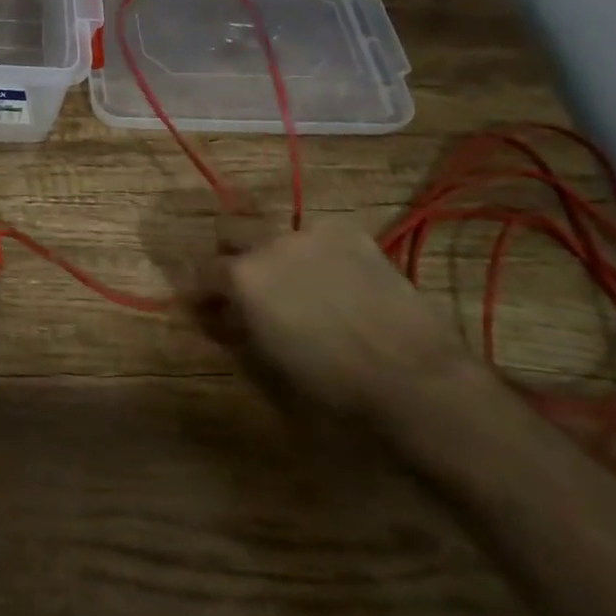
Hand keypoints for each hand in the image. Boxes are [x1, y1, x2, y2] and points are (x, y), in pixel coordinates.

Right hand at [199, 220, 475, 425]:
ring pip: (275, 228)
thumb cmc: (334, 387)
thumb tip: (221, 315)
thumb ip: (237, 330)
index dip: (200, 290)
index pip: (200, 270)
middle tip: (244, 285)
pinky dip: (316, 253)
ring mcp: (311, 232)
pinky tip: (336, 281)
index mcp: (242, 277)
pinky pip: (318, 235)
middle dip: (228, 252)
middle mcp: (268, 243)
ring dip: (273, 250)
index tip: (206, 307)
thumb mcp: (269, 366)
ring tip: (295, 283)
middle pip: (229, 228)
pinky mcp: (350, 233)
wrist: (415, 378)